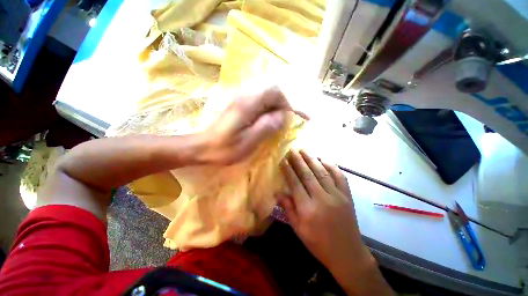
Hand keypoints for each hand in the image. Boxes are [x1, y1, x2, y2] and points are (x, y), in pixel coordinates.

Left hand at [198, 86, 307, 164]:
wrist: (203, 147)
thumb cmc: (225, 148)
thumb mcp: (249, 141)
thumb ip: (267, 126)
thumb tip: (284, 115)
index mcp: (248, 104)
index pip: (275, 92)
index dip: (286, 103)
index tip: (290, 118)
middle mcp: (244, 96)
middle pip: (271, 91)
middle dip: (281, 105)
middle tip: (284, 122)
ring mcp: (240, 99)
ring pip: (265, 96)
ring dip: (274, 107)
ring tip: (277, 123)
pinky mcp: (238, 105)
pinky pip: (259, 102)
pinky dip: (267, 109)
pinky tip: (265, 121)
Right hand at [279, 150, 372, 273]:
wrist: (347, 253)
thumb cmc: (318, 243)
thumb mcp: (298, 229)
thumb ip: (288, 209)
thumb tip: (278, 192)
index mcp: (308, 208)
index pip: (295, 183)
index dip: (288, 170)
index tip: (283, 159)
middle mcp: (322, 198)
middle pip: (308, 174)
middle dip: (298, 160)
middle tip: (293, 149)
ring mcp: (337, 195)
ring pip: (322, 172)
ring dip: (312, 159)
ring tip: (305, 149)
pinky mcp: (347, 196)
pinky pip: (340, 176)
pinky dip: (332, 166)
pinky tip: (324, 159)